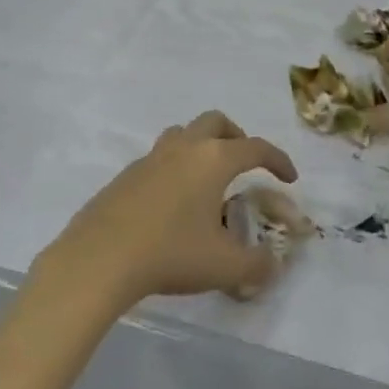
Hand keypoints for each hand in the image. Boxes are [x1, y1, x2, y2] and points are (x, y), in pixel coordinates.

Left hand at [38, 112, 298, 310]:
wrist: (99, 259)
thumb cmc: (171, 254)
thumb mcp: (224, 267)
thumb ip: (256, 265)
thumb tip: (272, 265)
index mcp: (214, 160)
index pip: (256, 148)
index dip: (278, 160)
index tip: (289, 178)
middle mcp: (184, 148)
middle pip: (215, 122)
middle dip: (236, 136)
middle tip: (244, 162)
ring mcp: (150, 159)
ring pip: (182, 134)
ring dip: (201, 145)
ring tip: (207, 178)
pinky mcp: (125, 176)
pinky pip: (158, 159)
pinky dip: (174, 169)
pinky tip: (172, 203)